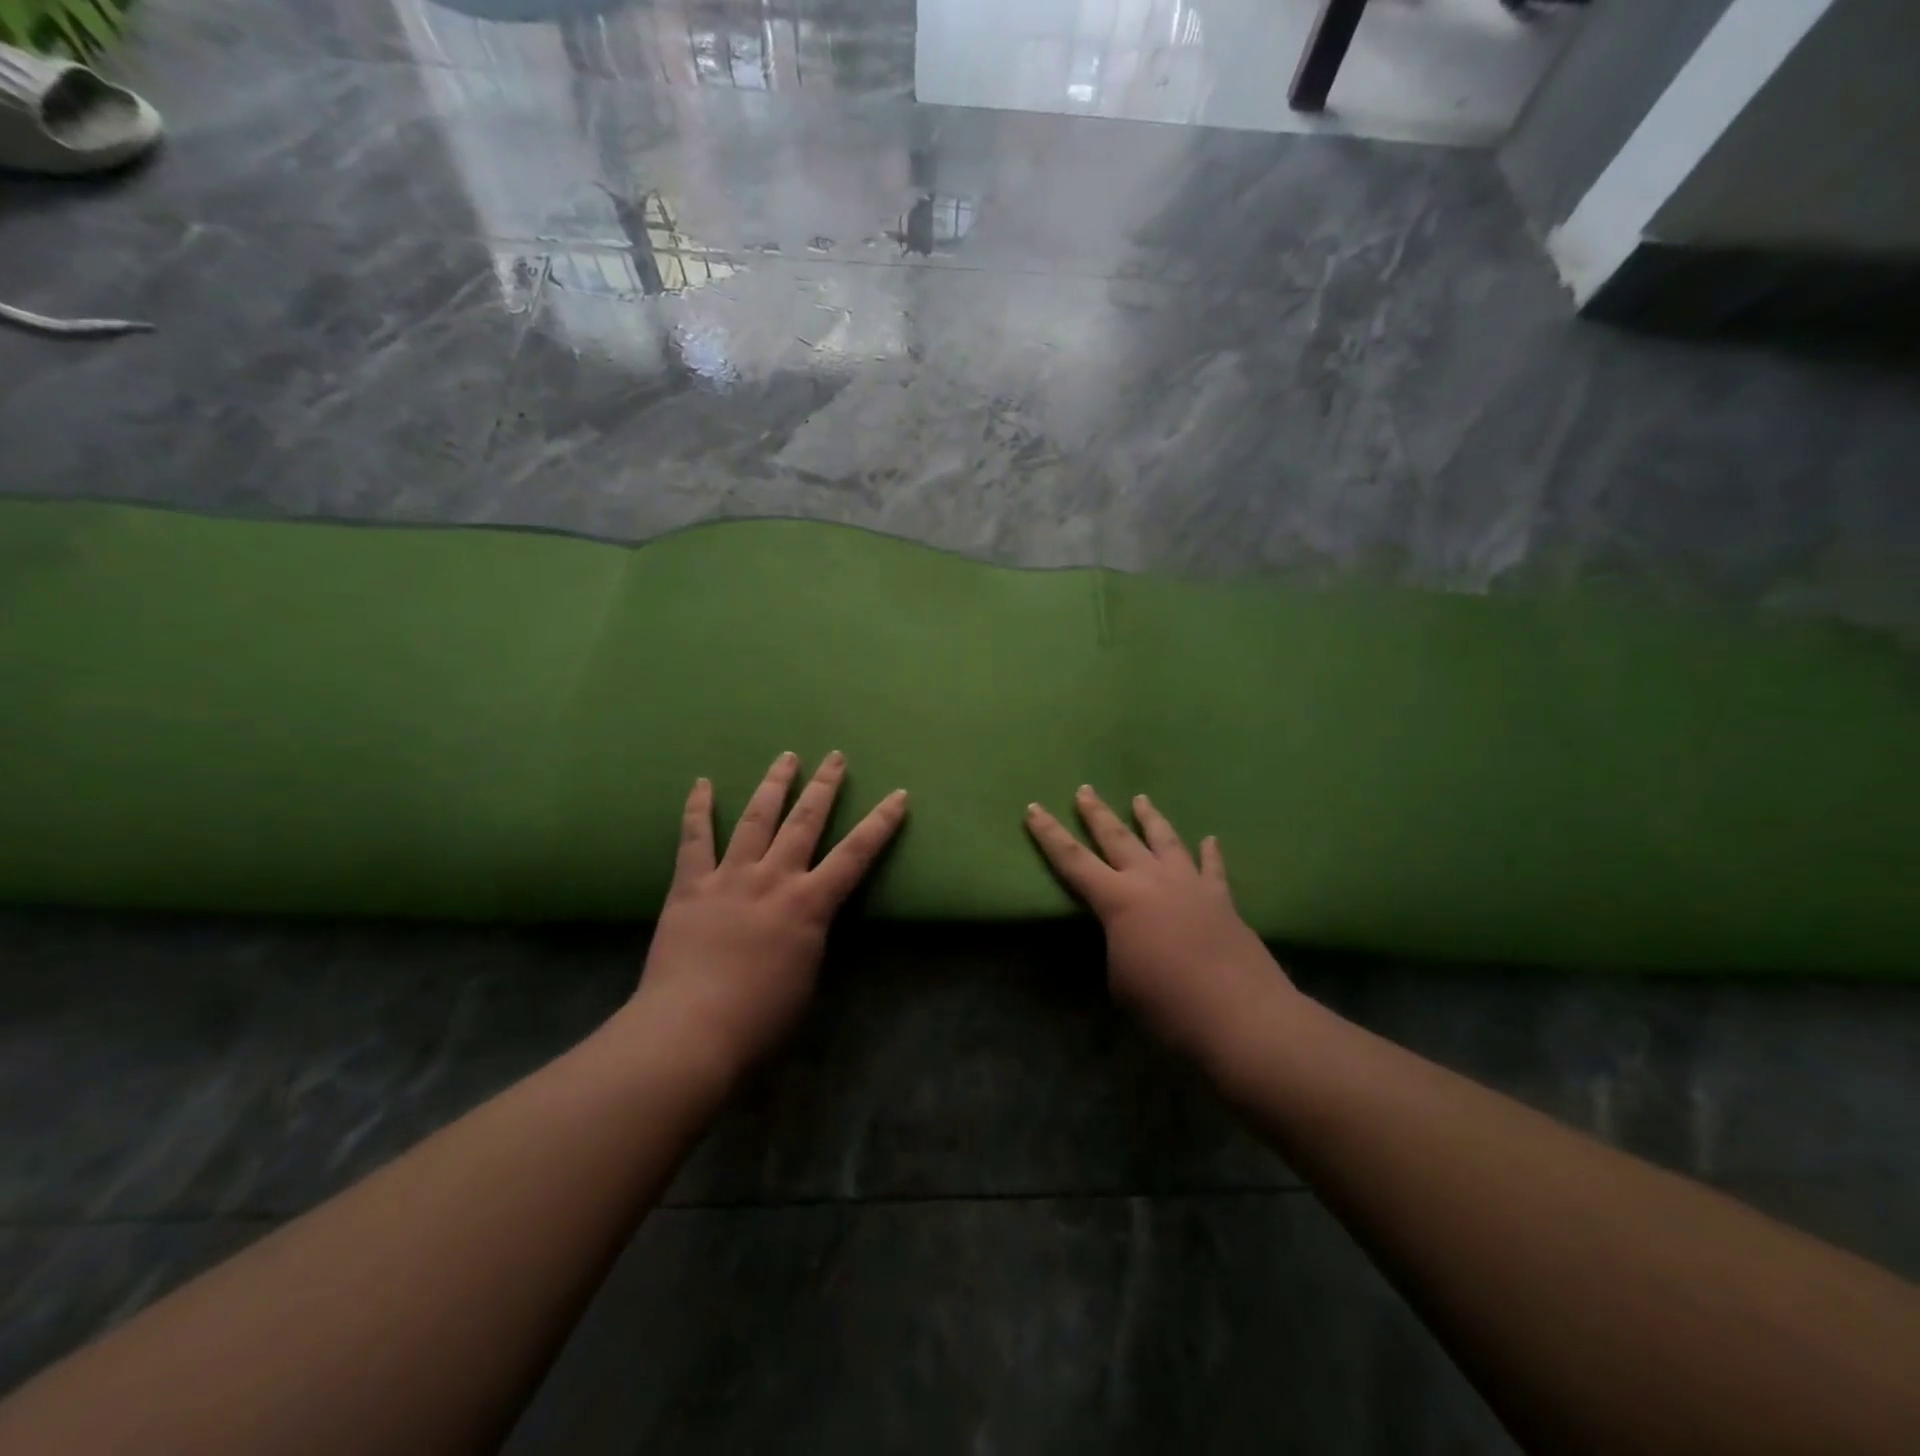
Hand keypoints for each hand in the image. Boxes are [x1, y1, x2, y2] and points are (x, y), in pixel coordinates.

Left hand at [627, 752, 907, 1083]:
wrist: (692, 1031)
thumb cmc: (761, 1019)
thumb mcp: (807, 976)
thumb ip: (810, 936)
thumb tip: (805, 919)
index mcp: (810, 905)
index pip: (855, 854)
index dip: (880, 823)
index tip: (898, 794)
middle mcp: (774, 878)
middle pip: (805, 821)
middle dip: (824, 786)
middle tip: (835, 757)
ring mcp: (730, 877)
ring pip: (757, 819)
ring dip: (774, 785)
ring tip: (786, 757)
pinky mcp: (690, 886)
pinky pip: (694, 839)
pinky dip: (698, 809)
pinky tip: (702, 783)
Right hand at [1026, 786, 1292, 1067]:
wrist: (1240, 1017)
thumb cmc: (1167, 1006)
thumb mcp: (1120, 981)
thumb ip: (1118, 947)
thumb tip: (1129, 937)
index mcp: (1118, 900)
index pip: (1073, 860)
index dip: (1049, 834)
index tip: (1033, 808)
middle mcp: (1151, 881)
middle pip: (1117, 837)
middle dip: (1097, 813)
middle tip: (1085, 790)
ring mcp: (1190, 885)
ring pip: (1165, 840)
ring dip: (1150, 818)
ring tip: (1140, 798)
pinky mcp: (1222, 900)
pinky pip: (1213, 868)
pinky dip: (1210, 852)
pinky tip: (1210, 839)